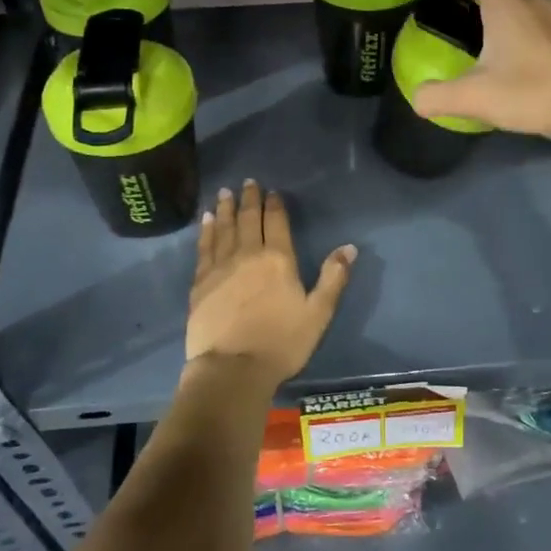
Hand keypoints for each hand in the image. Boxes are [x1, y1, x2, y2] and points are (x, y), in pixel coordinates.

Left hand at [187, 180, 355, 388]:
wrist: (233, 368)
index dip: (275, 205)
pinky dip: (206, 231)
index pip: (276, 222)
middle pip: (248, 219)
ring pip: (224, 228)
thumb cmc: (281, 343)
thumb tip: (349, 247)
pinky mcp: (200, 282)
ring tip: (225, 192)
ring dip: (226, 209)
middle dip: (249, 199)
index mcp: (278, 259)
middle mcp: (248, 254)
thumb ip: (333, 278)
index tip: (272, 191)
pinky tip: (206, 221)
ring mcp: (220, 267)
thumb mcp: (318, 313)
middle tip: (247, 182)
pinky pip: (204, 247)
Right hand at [412, 0, 550, 146]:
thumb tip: (417, 99)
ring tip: (505, 35)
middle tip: (476, 13)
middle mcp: (536, 1)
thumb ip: (437, 97)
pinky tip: (537, 54)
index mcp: (506, 6)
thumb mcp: (474, 99)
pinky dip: (540, 27)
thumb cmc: (530, 93)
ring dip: (519, 8)